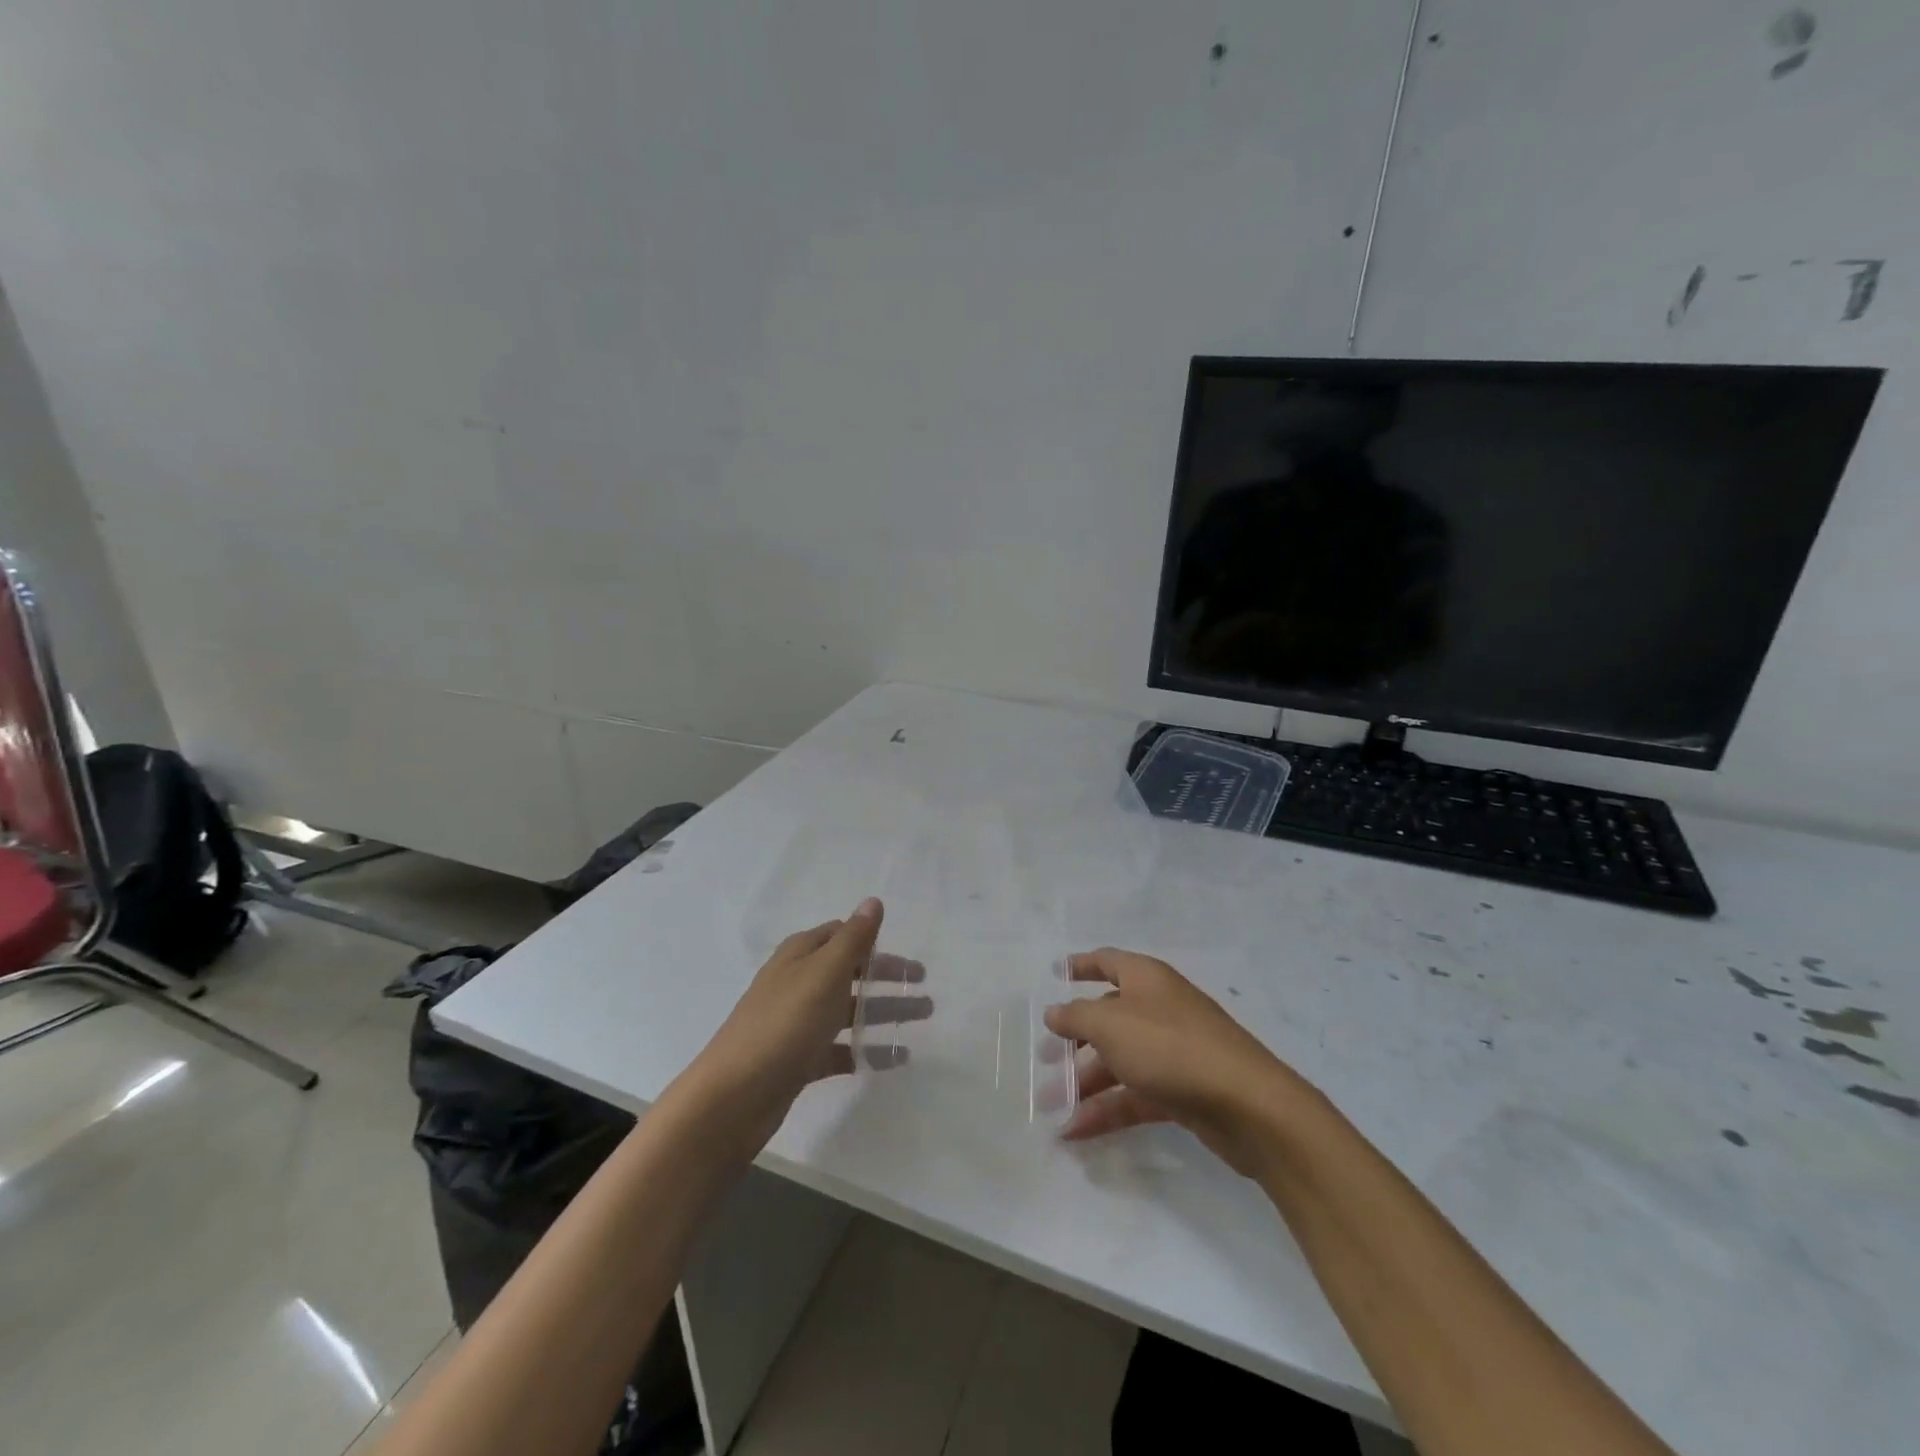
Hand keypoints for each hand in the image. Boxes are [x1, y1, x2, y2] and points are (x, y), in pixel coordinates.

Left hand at [684, 898, 928, 1156]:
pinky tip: (893, 1058)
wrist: (734, 1096)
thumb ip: (853, 939)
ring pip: (848, 1010)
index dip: (873, 941)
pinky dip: (865, 1049)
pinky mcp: (798, 1059)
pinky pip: (839, 1048)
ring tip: (922, 1019)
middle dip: (886, 977)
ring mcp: (796, 1022)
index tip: (906, 954)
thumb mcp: (824, 973)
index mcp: (800, 955)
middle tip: (924, 987)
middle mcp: (797, 982)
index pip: (842, 935)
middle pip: (849, 972)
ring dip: (883, 1011)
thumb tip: (873, 901)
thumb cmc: (784, 1023)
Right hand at [1044, 947, 1317, 1176]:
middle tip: (1045, 1057)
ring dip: (1085, 1081)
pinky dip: (1108, 1110)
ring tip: (1051, 1104)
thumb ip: (1076, 1017)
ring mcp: (1173, 1051)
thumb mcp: (1110, 1025)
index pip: (1108, 961)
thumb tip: (1054, 1012)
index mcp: (1146, 979)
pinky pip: (1136, 1095)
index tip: (1056, 973)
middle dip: (1076, 1037)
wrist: (1247, 1105)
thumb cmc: (1170, 1047)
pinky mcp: (1183, 1091)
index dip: (1081, 965)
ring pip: (1120, 1060)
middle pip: (1110, 1016)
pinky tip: (1076, 1131)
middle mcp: (1159, 1008)